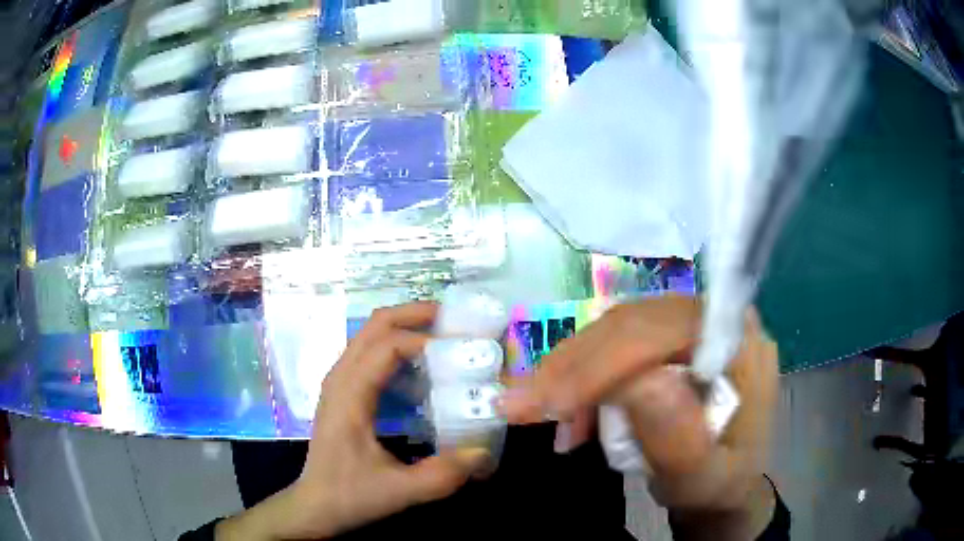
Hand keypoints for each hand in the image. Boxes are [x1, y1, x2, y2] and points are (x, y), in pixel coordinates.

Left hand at [217, 302, 487, 540]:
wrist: (316, 505)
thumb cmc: (350, 495)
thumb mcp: (399, 491)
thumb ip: (442, 474)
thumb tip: (482, 451)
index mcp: (349, 395)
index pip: (387, 346)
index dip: (426, 340)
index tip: (463, 351)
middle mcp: (341, 377)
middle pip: (376, 324)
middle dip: (415, 314)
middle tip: (456, 321)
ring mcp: (340, 381)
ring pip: (372, 334)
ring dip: (407, 326)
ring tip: (445, 338)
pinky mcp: (345, 391)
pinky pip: (371, 353)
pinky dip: (398, 346)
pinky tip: (423, 368)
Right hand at [502, 296, 777, 533]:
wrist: (722, 485)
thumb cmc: (719, 485)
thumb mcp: (704, 479)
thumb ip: (680, 439)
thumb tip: (638, 383)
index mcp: (738, 343)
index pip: (662, 332)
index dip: (603, 364)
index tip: (550, 406)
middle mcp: (714, 320)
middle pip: (632, 324)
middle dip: (573, 367)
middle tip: (522, 406)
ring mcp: (689, 327)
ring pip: (615, 331)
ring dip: (571, 371)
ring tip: (539, 412)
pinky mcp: (668, 343)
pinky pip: (614, 345)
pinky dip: (581, 376)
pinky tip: (568, 410)